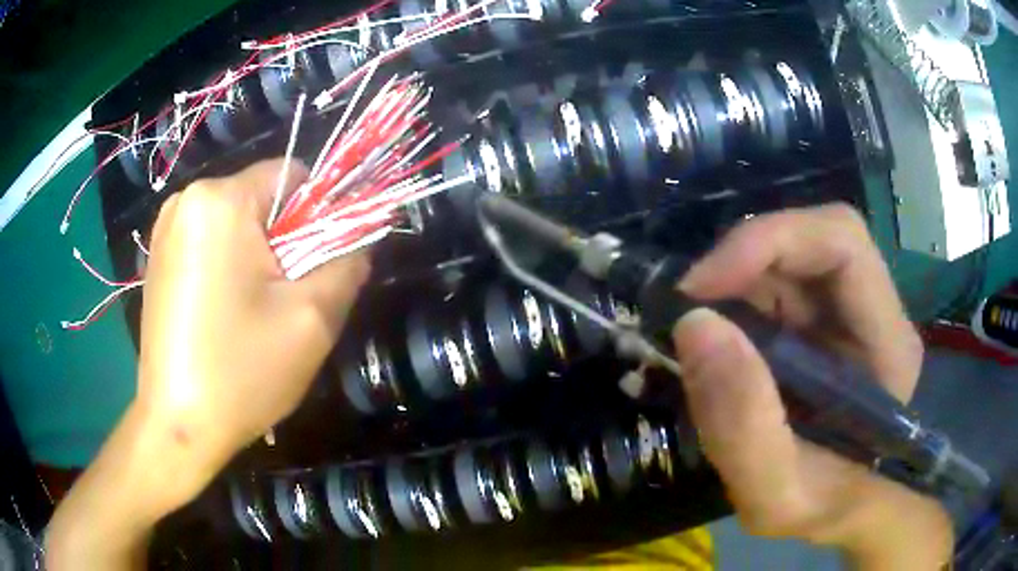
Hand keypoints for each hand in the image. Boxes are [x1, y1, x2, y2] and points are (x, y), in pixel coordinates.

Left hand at [47, 160, 368, 569]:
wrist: (177, 427)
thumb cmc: (240, 372)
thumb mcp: (312, 320)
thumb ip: (348, 264)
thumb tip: (360, 239)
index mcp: (220, 200)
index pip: (293, 175)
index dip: (319, 215)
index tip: (316, 267)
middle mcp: (187, 200)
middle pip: (263, 199)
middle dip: (285, 241)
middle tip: (285, 300)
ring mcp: (166, 228)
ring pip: (237, 223)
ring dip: (258, 257)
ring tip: (254, 312)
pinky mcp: (158, 256)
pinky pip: (211, 242)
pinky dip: (230, 267)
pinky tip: (226, 314)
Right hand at [671, 205, 951, 568]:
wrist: (837, 510)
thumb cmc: (820, 508)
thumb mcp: (774, 497)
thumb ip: (743, 427)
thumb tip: (694, 325)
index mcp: (888, 342)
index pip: (842, 242)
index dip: (769, 242)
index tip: (699, 288)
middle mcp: (875, 310)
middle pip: (812, 239)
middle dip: (744, 261)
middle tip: (688, 307)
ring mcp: (848, 311)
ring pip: (789, 258)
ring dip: (735, 282)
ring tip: (698, 332)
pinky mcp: (822, 320)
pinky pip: (776, 285)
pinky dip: (735, 301)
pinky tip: (718, 342)